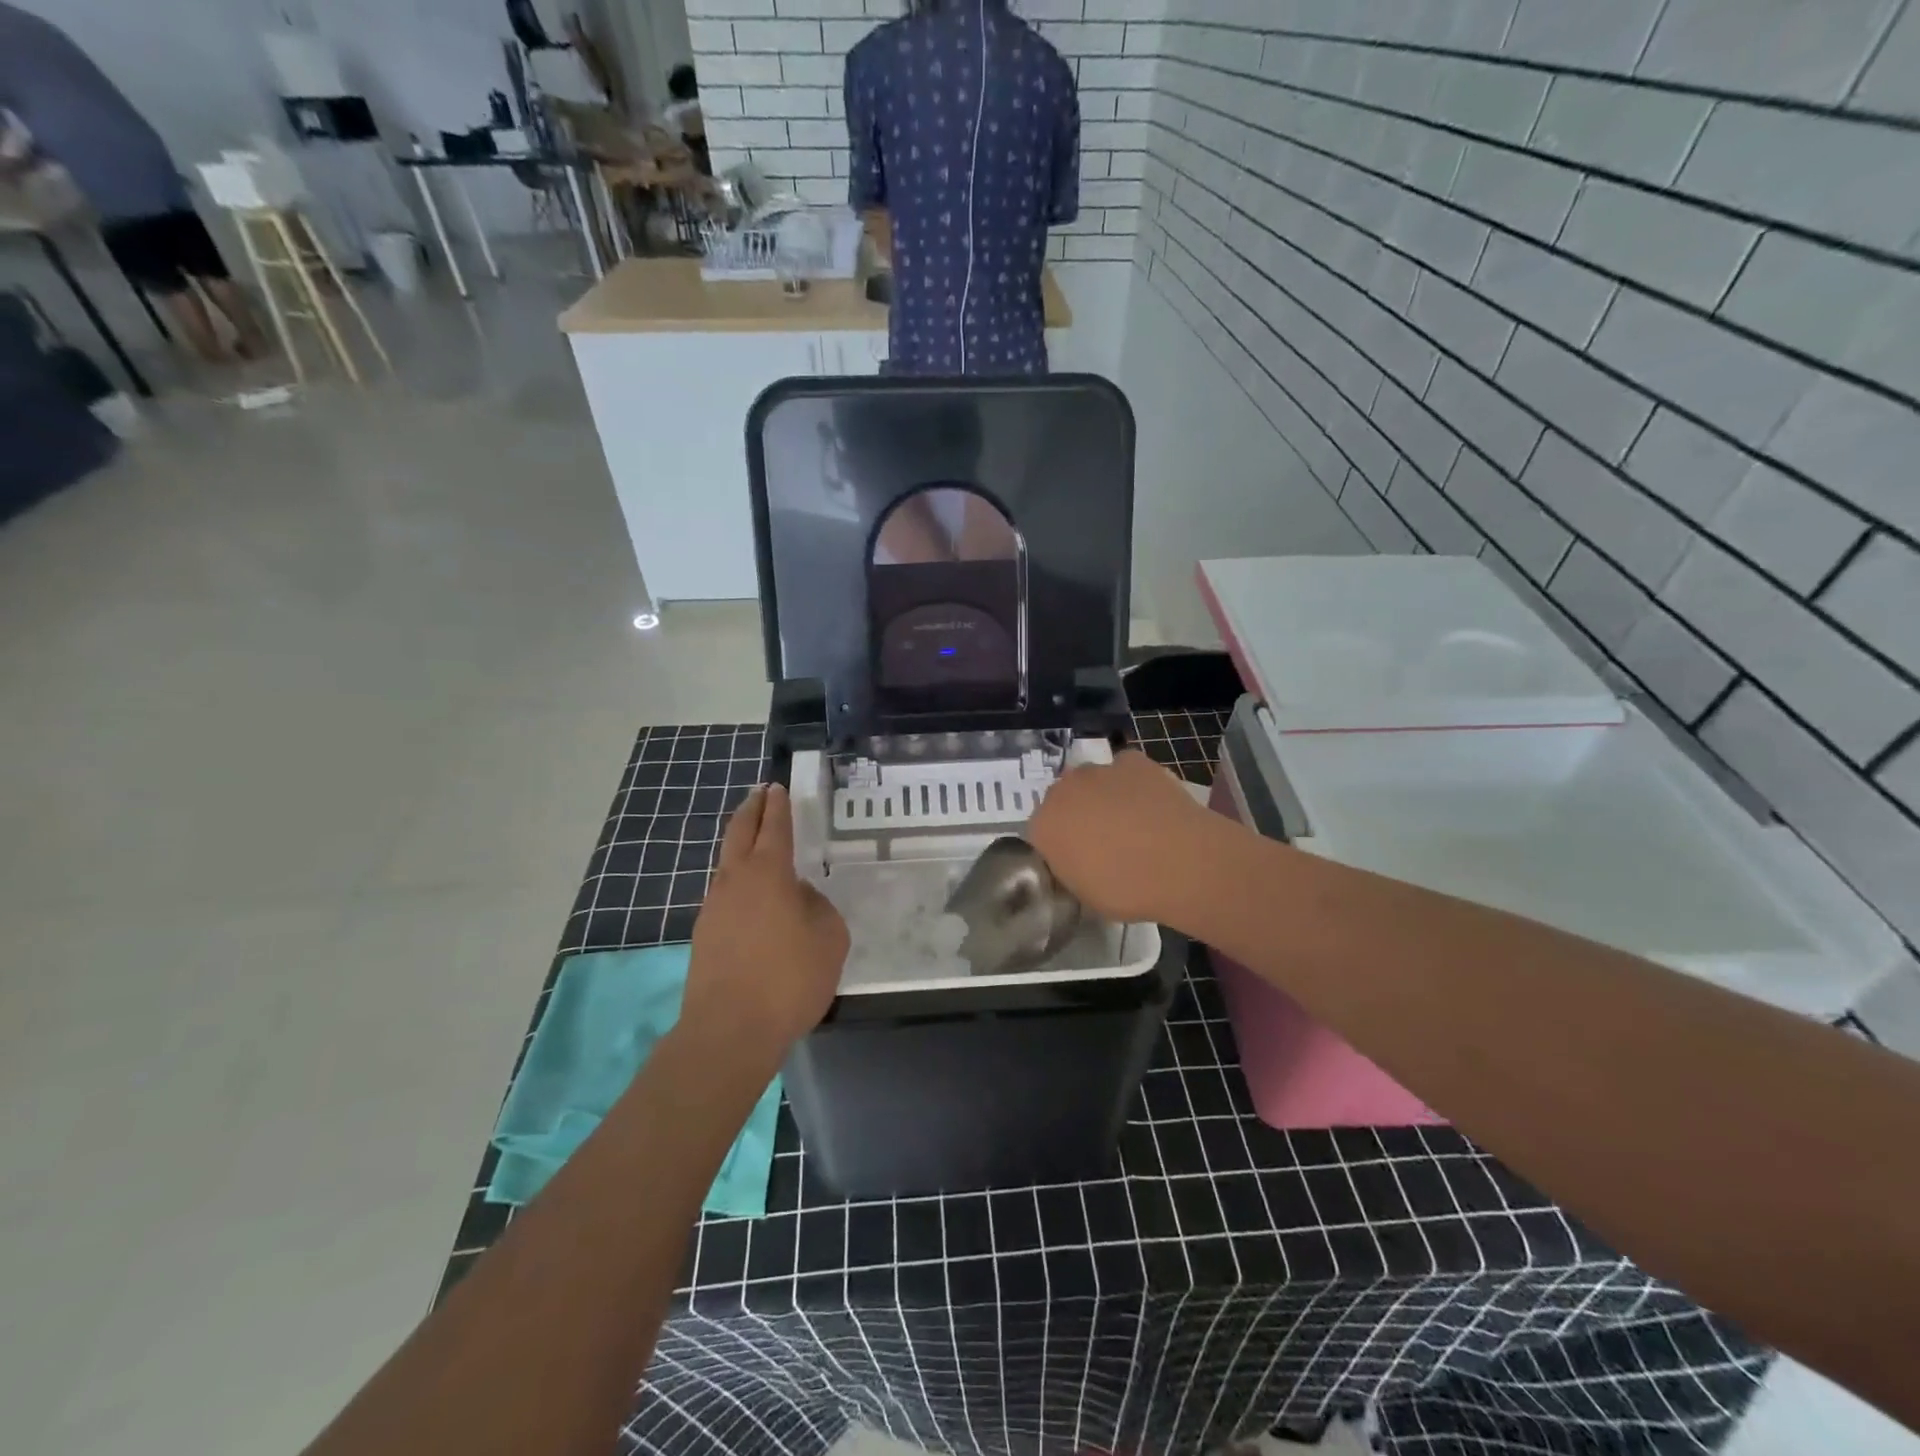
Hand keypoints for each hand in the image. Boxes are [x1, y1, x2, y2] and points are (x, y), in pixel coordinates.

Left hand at [682, 784, 848, 1059]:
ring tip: (754, 842)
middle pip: (739, 834)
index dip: (777, 806)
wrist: (730, 1031)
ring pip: (726, 864)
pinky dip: (737, 882)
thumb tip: (798, 896)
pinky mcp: (704, 936)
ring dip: (740, 846)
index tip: (776, 787)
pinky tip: (750, 897)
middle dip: (751, 811)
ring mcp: (714, 908)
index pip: (773, 827)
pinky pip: (724, 894)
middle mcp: (735, 881)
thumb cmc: (790, 978)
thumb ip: (817, 906)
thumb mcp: (829, 938)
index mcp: (768, 873)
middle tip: (759, 794)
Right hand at [1027, 750, 1218, 923]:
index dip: (1061, 845)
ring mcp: (1098, 771)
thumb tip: (1078, 859)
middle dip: (1077, 815)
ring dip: (1103, 796)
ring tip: (1133, 822)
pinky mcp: (1132, 761)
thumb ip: (1071, 868)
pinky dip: (1133, 782)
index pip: (1041, 832)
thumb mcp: (1085, 894)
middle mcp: (1063, 791)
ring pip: (1093, 781)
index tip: (1080, 861)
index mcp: (1043, 827)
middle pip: (1063, 799)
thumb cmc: (1127, 889)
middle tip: (1104, 841)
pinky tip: (1151, 803)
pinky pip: (1125, 770)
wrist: (1180, 863)